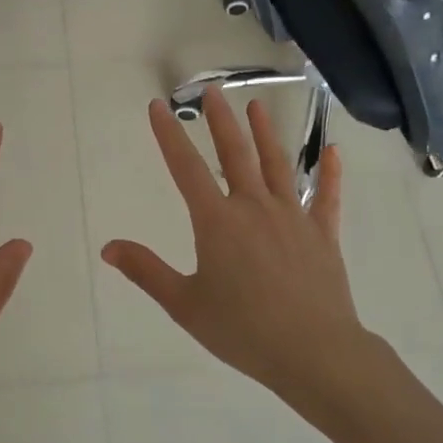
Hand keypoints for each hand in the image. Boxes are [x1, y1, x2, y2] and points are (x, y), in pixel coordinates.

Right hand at [101, 86, 374, 408]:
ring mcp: (293, 217)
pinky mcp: (322, 234)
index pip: (186, 168)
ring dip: (265, 134)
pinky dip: (330, 173)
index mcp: (217, 222)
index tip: (158, 107)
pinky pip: (327, 197)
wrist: (313, 351)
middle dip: (220, 121)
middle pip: (235, 154)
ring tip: (256, 107)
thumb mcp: (184, 303)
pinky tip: (333, 151)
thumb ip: (147, 271)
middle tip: (212, 92)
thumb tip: (108, 247)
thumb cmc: (243, 330)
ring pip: (277, 165)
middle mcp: (255, 207)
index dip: (169, 135)